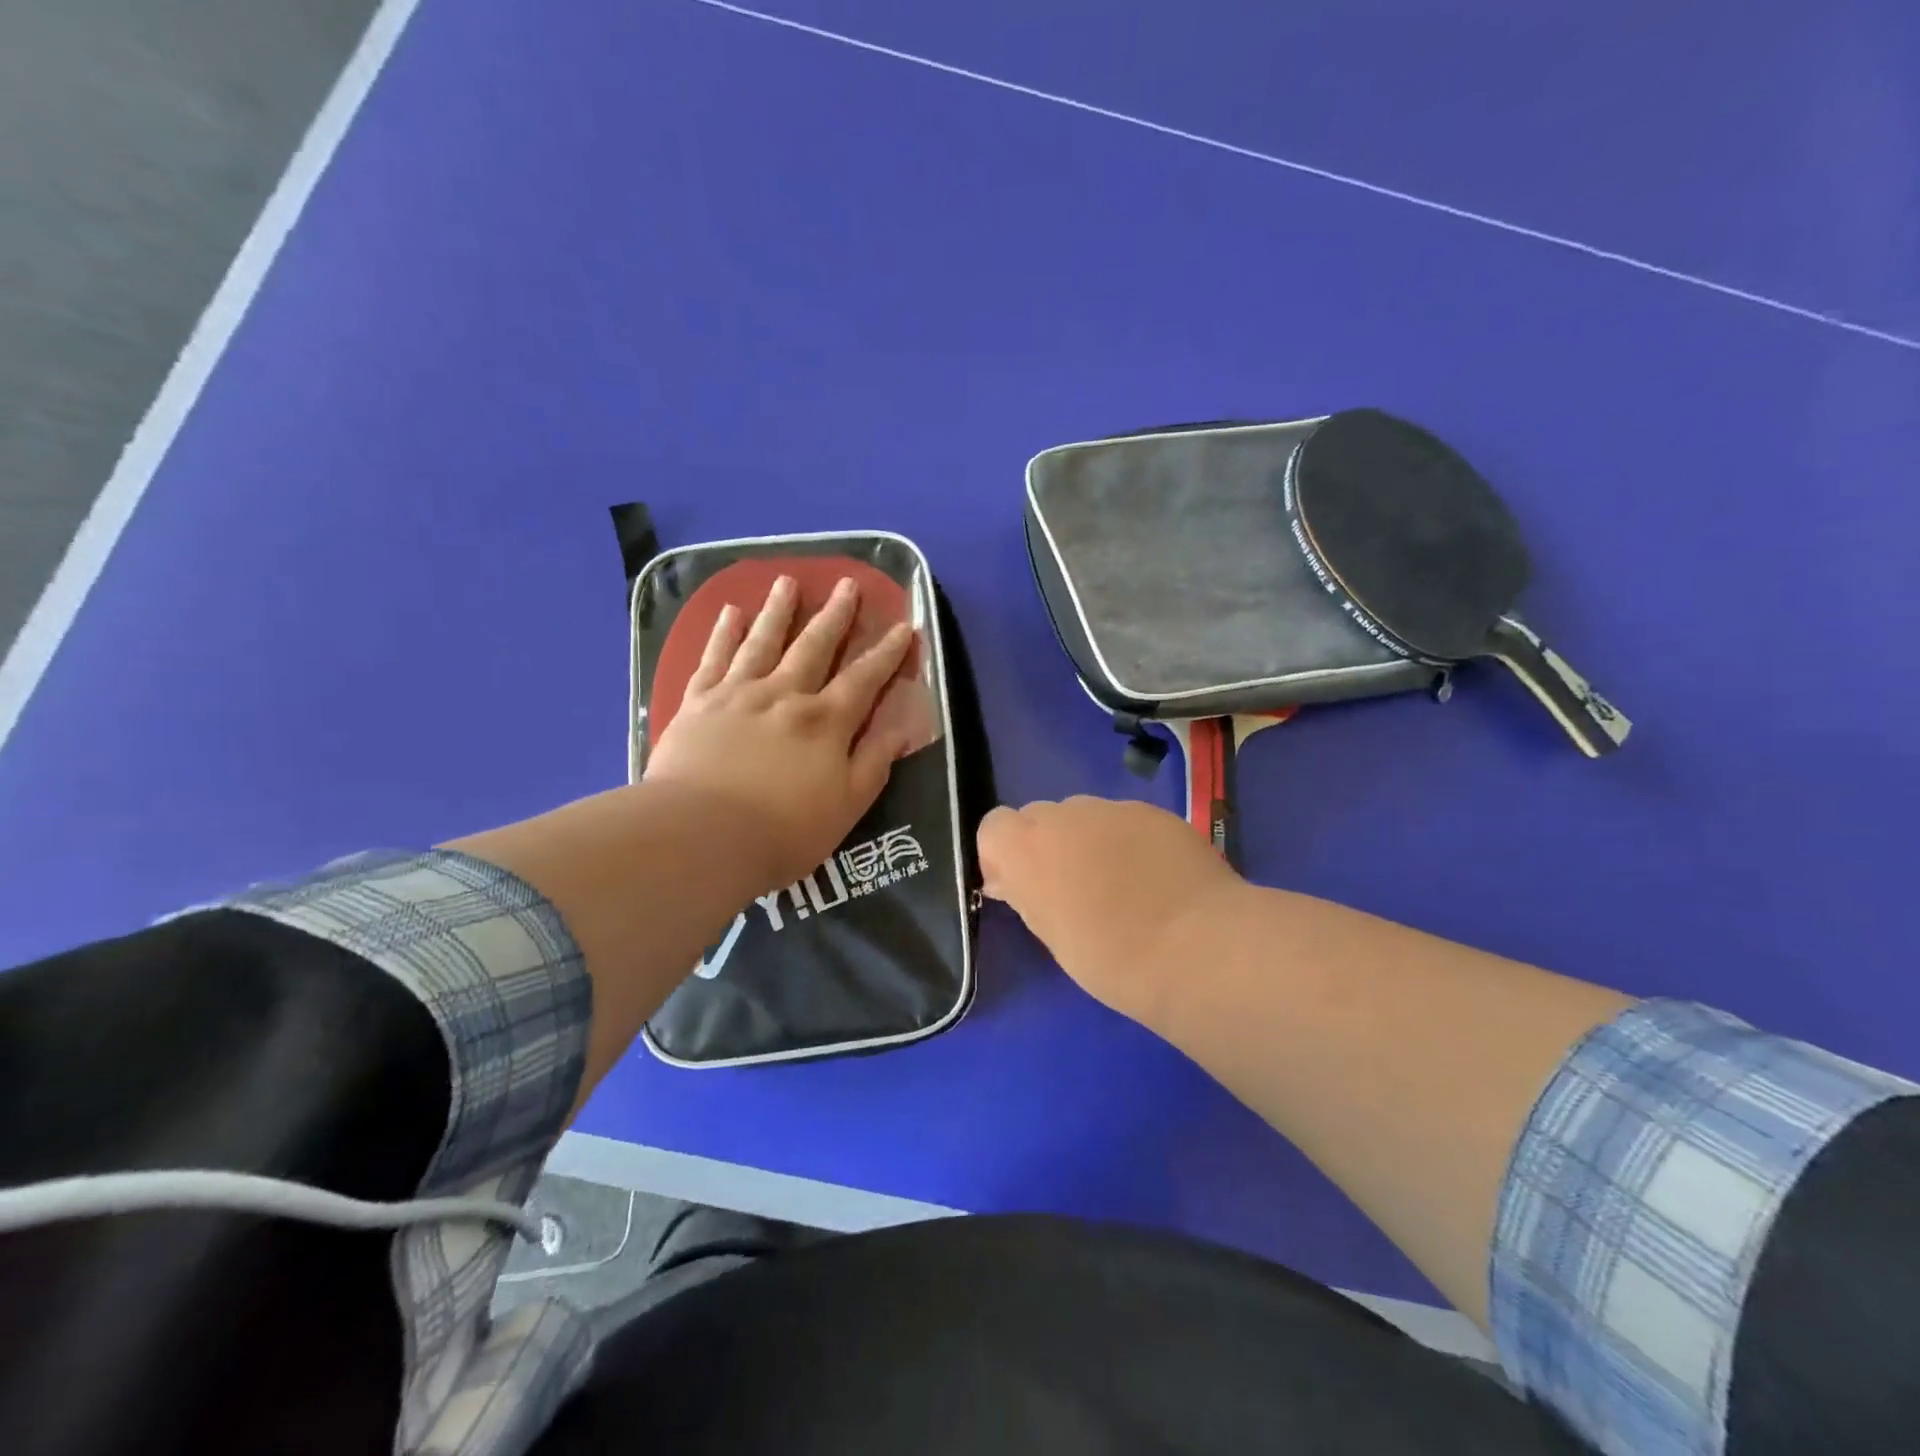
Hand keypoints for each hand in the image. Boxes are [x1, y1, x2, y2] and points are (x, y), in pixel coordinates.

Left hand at [644, 574, 921, 895]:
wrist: (700, 836)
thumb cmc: (783, 831)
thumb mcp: (847, 804)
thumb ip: (874, 760)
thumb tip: (902, 725)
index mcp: (826, 722)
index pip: (865, 678)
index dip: (887, 652)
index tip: (904, 625)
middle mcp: (785, 695)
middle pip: (814, 646)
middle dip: (835, 615)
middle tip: (847, 583)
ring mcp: (738, 693)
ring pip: (763, 641)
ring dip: (778, 611)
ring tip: (787, 582)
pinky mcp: (698, 703)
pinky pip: (714, 658)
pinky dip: (723, 633)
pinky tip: (730, 612)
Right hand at [978, 797, 1248, 1026]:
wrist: (1200, 948)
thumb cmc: (1113, 958)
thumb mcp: (1053, 936)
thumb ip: (1026, 895)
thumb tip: (1009, 879)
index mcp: (1027, 847)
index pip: (993, 827)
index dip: (1004, 854)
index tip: (1023, 888)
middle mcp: (1064, 815)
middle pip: (1039, 817)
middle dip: (1048, 845)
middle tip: (1073, 889)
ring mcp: (1113, 808)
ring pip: (1085, 816)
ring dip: (1088, 840)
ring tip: (1121, 884)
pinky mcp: (1155, 811)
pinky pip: (1126, 820)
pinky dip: (1129, 841)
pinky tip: (1155, 877)